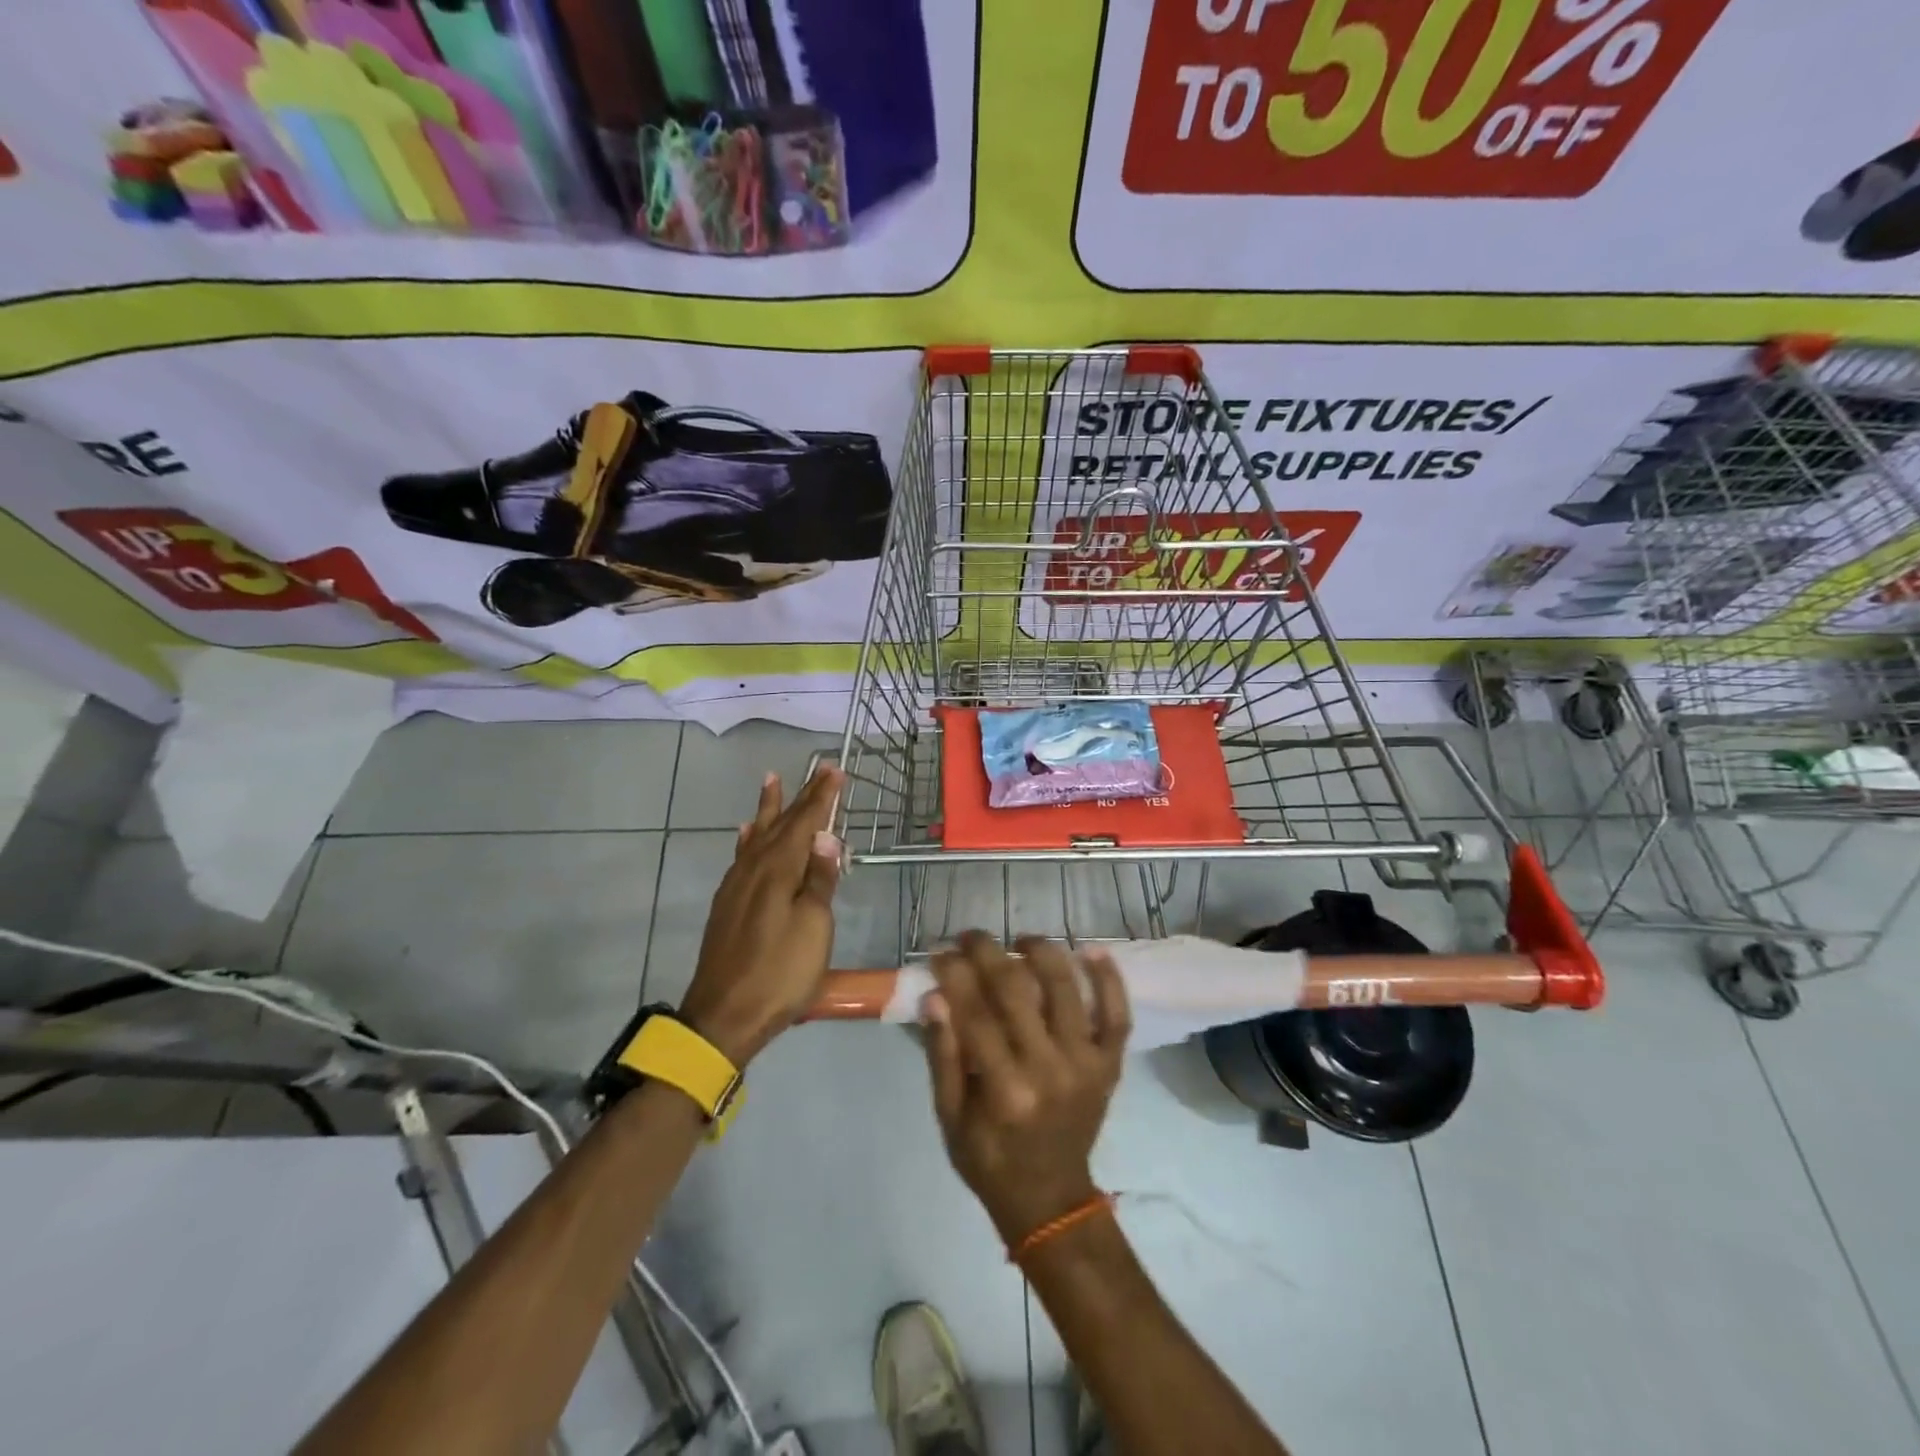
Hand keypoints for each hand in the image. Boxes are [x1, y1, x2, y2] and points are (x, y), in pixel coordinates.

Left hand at [678, 765, 843, 1067]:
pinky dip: (748, 839)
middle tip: (817, 769)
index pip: (804, 823)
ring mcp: (737, 886)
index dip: (821, 797)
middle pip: (781, 824)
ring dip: (768, 808)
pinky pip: (741, 856)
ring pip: (757, 835)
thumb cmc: (780, 973)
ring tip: (771, 781)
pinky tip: (747, 834)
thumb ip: (819, 880)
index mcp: (779, 871)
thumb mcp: (813, 927)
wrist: (724, 1017)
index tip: (834, 769)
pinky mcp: (728, 904)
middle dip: (801, 796)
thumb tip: (825, 836)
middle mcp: (755, 869)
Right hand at [921, 933, 1131, 1245]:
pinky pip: (1117, 1014)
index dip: (955, 975)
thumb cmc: (989, 1159)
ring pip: (1067, 989)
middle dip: (989, 953)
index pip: (976, 1013)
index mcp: (1005, 1091)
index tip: (939, 952)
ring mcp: (1087, 1065)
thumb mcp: (950, 1117)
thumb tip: (935, 997)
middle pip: (1017, 991)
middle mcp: (1050, 1070)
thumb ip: (943, 1056)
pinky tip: (1092, 950)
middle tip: (971, 936)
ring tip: (1022, 939)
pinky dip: (1109, 980)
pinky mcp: (1110, 1065)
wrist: (1050, 1199)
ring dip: (1043, 952)